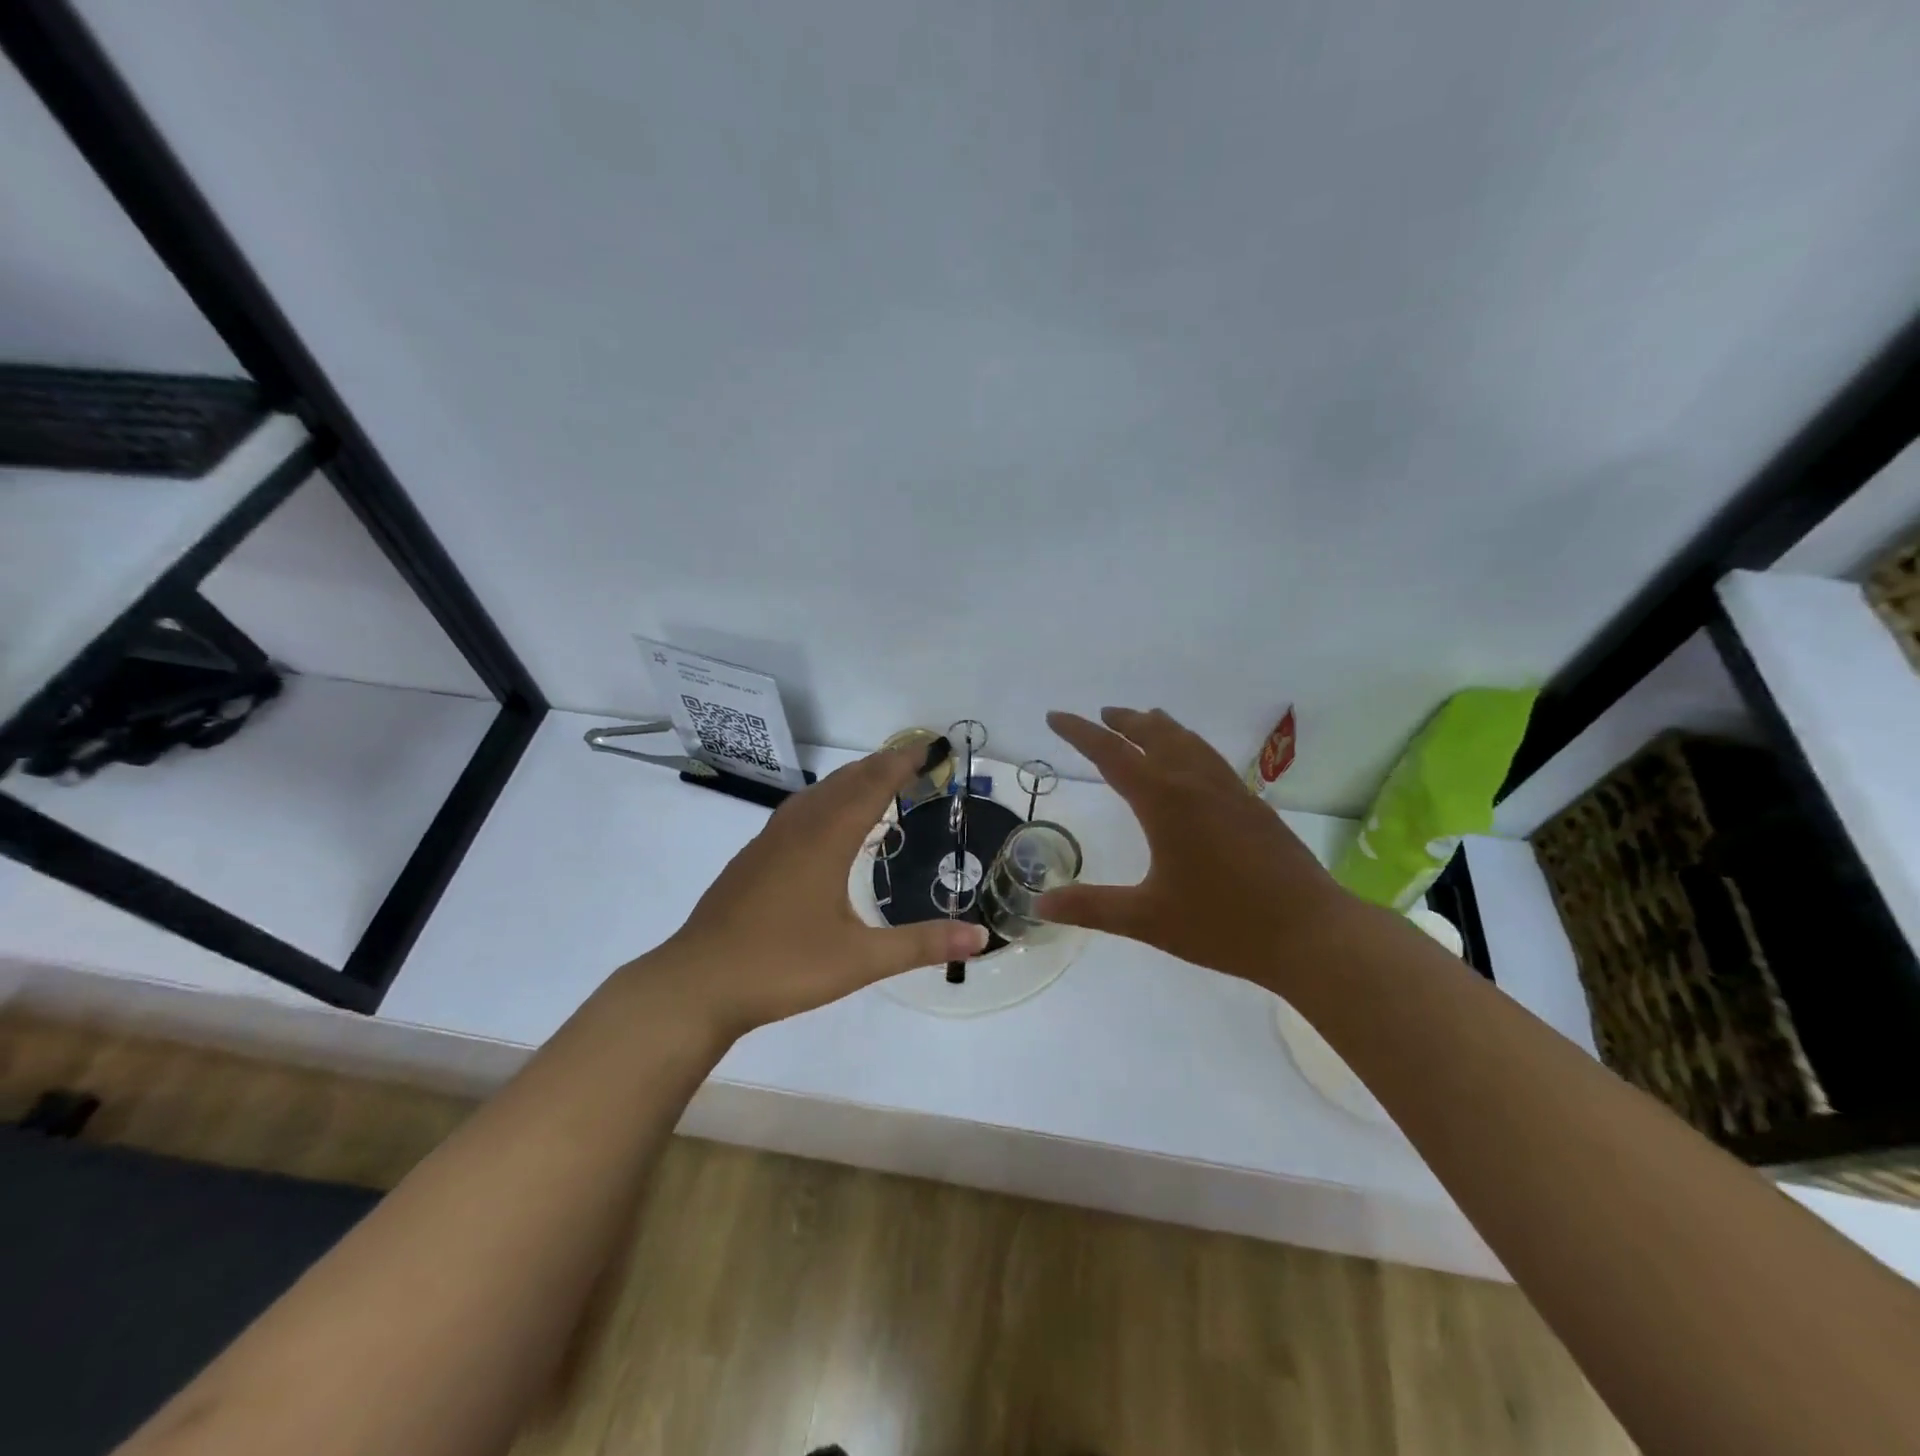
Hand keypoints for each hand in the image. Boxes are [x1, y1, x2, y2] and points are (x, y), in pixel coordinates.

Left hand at [648, 747, 988, 1034]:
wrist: (697, 983)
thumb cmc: (782, 965)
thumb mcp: (860, 960)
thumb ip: (921, 945)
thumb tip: (980, 938)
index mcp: (826, 840)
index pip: (871, 787)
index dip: (900, 764)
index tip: (926, 747)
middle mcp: (798, 830)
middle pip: (843, 782)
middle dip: (878, 766)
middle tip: (909, 758)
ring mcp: (768, 842)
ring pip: (815, 795)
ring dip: (848, 780)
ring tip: (872, 781)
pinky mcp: (751, 860)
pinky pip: (796, 812)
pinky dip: (823, 801)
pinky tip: (822, 823)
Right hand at [1038, 708, 1357, 990]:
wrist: (1310, 932)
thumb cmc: (1222, 924)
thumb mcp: (1147, 919)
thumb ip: (1091, 907)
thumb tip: (1040, 904)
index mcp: (1164, 801)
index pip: (1111, 753)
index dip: (1079, 733)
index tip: (1055, 716)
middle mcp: (1195, 783)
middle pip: (1153, 734)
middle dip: (1122, 721)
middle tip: (1101, 715)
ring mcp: (1229, 790)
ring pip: (1187, 740)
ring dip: (1158, 726)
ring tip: (1143, 721)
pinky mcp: (1253, 804)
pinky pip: (1210, 756)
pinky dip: (1187, 743)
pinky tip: (1191, 762)